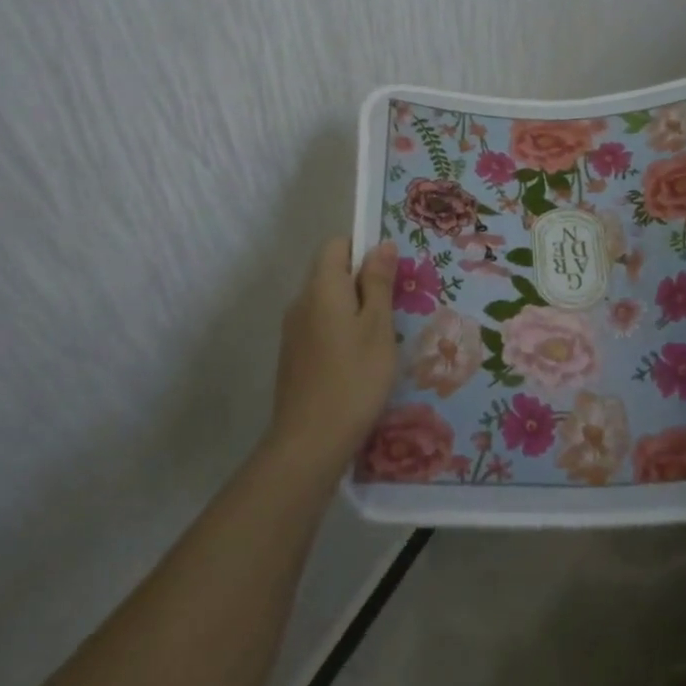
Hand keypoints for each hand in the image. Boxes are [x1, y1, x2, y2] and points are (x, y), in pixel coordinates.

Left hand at [268, 237, 398, 474]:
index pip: (337, 244)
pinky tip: (358, 360)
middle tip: (393, 307)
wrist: (310, 441)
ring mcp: (293, 330)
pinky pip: (319, 325)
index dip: (363, 249)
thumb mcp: (378, 326)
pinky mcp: (293, 355)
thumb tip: (382, 244)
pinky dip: (339, 330)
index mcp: (322, 287)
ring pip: (326, 301)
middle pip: (330, 272)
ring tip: (381, 336)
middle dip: (362, 280)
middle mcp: (301, 301)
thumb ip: (378, 282)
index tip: (389, 272)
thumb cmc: (354, 377)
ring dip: (352, 308)